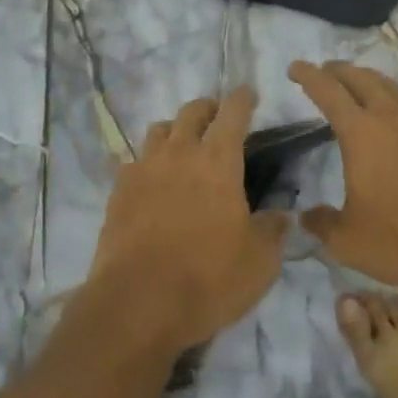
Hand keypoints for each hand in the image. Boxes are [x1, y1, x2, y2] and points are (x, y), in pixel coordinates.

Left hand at [87, 87, 288, 355]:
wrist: (138, 304)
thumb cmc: (209, 278)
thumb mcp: (260, 262)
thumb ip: (272, 230)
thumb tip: (280, 215)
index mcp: (218, 160)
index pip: (233, 112)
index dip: (243, 98)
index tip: (249, 93)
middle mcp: (179, 152)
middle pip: (191, 111)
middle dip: (208, 108)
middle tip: (218, 118)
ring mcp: (143, 168)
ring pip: (158, 129)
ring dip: (174, 129)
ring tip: (182, 144)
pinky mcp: (118, 190)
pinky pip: (131, 161)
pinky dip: (145, 162)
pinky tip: (149, 177)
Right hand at [290, 60, 397, 290]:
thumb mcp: (348, 240)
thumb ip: (323, 223)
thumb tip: (306, 217)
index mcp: (360, 133)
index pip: (328, 91)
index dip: (309, 76)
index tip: (295, 67)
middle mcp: (392, 117)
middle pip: (362, 78)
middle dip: (339, 70)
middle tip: (326, 71)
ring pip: (391, 87)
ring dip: (370, 80)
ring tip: (359, 85)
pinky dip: (396, 100)